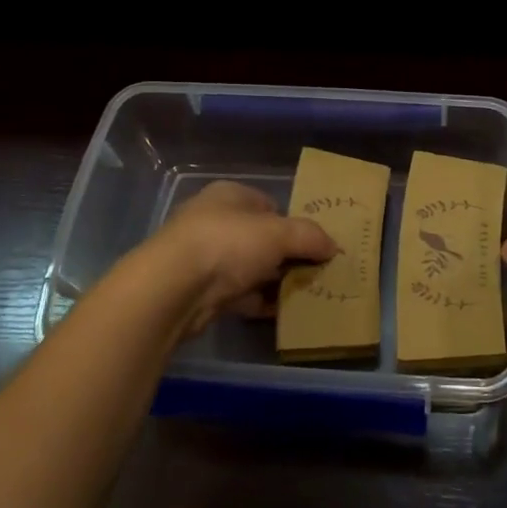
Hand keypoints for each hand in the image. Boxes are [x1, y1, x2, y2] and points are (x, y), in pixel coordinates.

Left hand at [140, 180, 337, 341]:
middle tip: (312, 273)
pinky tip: (279, 312)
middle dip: (285, 256)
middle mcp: (214, 220)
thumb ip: (310, 237)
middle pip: (260, 237)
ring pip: (249, 267)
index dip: (292, 223)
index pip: (269, 205)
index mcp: (229, 195)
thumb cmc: (228, 244)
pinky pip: (237, 293)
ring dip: (272, 281)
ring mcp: (203, 256)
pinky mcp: (198, 290)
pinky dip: (257, 301)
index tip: (312, 246)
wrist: (173, 289)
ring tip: (302, 295)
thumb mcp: (279, 234)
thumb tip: (333, 246)